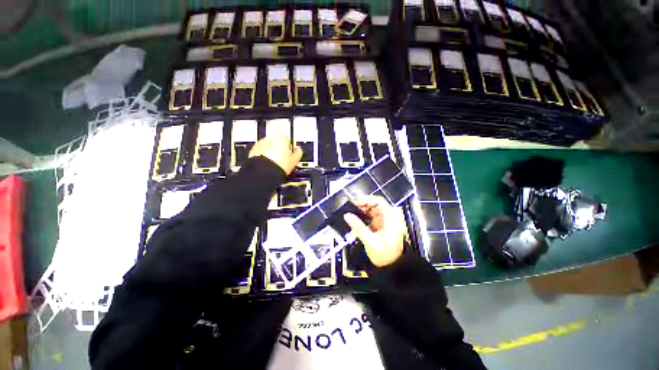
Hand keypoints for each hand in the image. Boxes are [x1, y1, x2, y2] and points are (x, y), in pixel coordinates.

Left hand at [249, 135, 301, 175]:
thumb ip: (297, 153)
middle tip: (283, 158)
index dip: (289, 146)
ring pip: (267, 146)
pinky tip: (267, 164)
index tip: (290, 152)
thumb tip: (299, 150)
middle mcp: (270, 138)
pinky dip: (263, 156)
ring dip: (270, 151)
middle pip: (276, 141)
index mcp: (281, 138)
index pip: (287, 138)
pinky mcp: (253, 151)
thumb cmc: (279, 165)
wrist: (264, 173)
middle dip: (279, 148)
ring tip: (274, 162)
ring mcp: (260, 144)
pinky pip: (260, 151)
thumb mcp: (294, 161)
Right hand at [343, 196, 406, 266]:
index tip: (354, 201)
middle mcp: (389, 217)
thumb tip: (347, 215)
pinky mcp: (381, 225)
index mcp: (391, 219)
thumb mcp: (370, 241)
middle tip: (350, 207)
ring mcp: (385, 221)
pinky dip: (363, 216)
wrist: (393, 267)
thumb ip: (358, 227)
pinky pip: (371, 216)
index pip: (379, 202)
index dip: (366, 199)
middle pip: (375, 204)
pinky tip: (356, 218)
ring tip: (351, 212)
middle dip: (362, 204)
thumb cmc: (385, 255)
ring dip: (362, 209)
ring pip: (372, 209)